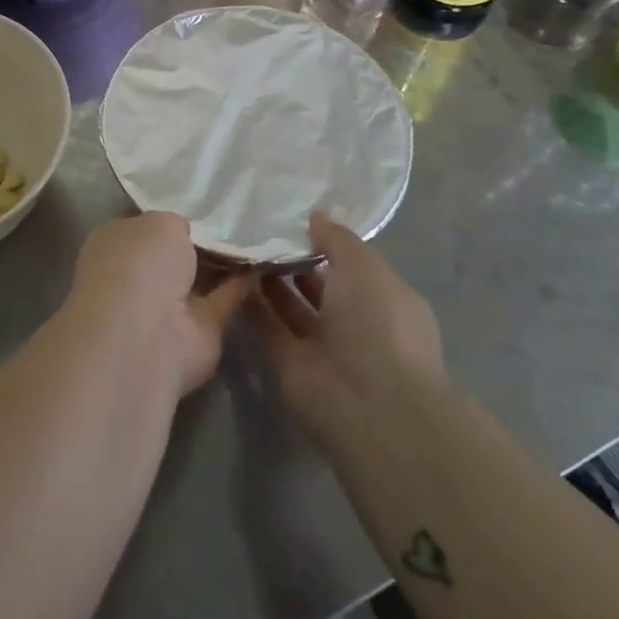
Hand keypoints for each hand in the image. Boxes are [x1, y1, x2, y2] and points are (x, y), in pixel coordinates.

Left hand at [64, 213, 252, 396]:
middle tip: (232, 220)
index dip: (165, 217)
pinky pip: (221, 300)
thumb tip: (182, 233)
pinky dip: (240, 286)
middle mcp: (135, 277)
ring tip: (254, 238)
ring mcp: (164, 307)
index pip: (141, 227)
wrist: (146, 334)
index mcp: (113, 245)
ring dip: (220, 265)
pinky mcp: (196, 332)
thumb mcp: (159, 222)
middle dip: (194, 242)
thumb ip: (173, 226)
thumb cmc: (140, 263)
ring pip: (196, 280)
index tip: (195, 207)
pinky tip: (262, 264)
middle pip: (170, 256)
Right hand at [251, 213, 447, 461]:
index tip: (294, 218)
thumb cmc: (378, 323)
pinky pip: (270, 327)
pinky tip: (233, 276)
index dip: (327, 242)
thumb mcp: (363, 266)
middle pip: (322, 286)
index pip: (354, 265)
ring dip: (271, 281)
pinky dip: (254, 306)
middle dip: (296, 261)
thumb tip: (317, 216)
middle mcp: (357, 322)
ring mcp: (325, 346)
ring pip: (293, 307)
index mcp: (385, 298)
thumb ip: (337, 239)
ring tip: (242, 246)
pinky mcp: (293, 364)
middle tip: (259, 229)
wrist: (368, 402)